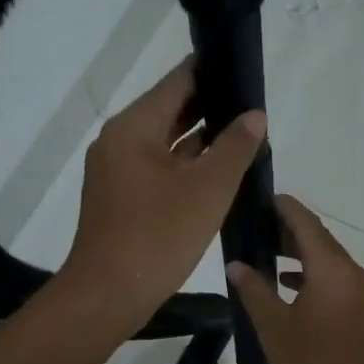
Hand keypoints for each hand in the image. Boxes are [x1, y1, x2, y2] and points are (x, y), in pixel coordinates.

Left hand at [61, 60, 265, 338]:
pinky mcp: (122, 197)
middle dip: (211, 107)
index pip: (177, 83)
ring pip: (166, 142)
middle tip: (252, 104)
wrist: (109, 294)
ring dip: (201, 139)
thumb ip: (235, 147)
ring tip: (245, 134)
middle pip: (170, 111)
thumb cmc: (158, 236)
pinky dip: (187, 165)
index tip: (242, 68)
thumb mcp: (208, 189)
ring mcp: (118, 171)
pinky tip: (220, 170)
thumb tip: (254, 116)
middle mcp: (119, 141)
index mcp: (133, 128)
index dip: (211, 71)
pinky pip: (159, 168)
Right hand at [228, 195, 363, 363]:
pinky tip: (287, 283)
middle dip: (288, 228)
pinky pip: (335, 277)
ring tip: (265, 250)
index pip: (306, 223)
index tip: (261, 197)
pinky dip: (312, 273)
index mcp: (332, 270)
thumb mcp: (274, 327)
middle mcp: (352, 272)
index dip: (284, 207)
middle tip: (255, 225)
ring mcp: (362, 291)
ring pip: (328, 259)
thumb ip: (254, 290)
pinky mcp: (363, 309)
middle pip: (319, 238)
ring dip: (299, 252)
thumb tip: (236, 265)